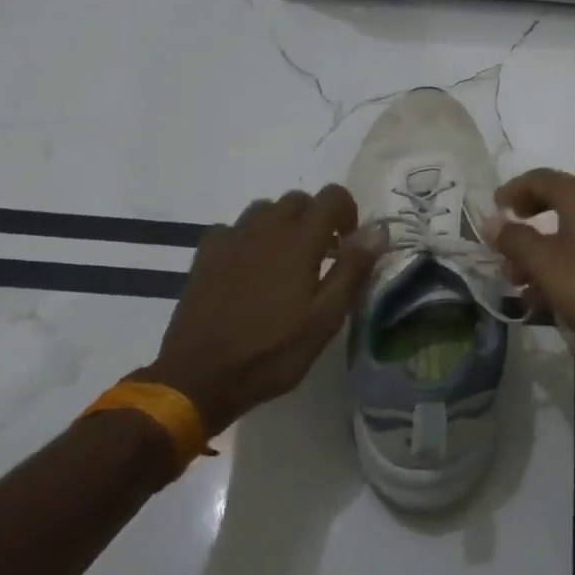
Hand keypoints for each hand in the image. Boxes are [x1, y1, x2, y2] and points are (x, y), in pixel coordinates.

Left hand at [139, 187, 375, 433]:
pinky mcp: (206, 255)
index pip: (333, 196)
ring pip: (265, 210)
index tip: (347, 245)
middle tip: (320, 257)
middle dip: (316, 219)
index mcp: (299, 241)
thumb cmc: (271, 352)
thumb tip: (377, 231)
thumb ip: (352, 270)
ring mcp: (232, 239)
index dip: (348, 212)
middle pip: (299, 199)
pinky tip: (248, 269)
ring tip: (285, 262)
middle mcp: (265, 228)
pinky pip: (234, 229)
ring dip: (282, 225)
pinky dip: (248, 239)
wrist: (197, 379)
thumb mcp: (324, 320)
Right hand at [490, 169, 574, 373]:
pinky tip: (547, 300)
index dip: (513, 190)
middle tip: (504, 247)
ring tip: (518, 284)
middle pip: (556, 204)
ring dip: (541, 253)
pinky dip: (563, 268)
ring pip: (571, 234)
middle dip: (526, 226)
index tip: (493, 210)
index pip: (541, 178)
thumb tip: (493, 223)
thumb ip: (515, 239)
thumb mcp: (545, 263)